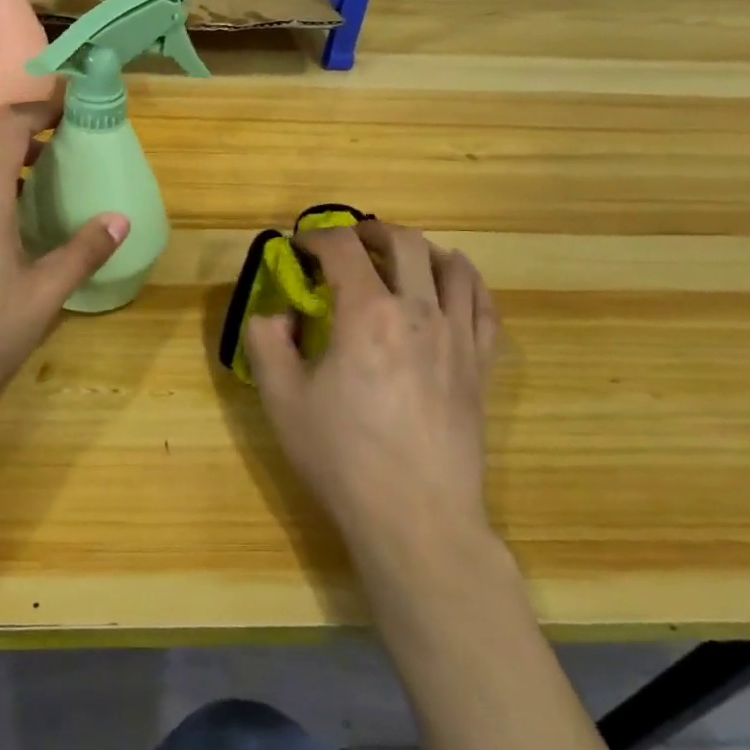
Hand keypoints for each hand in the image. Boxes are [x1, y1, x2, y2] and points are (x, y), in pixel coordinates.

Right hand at [244, 222, 498, 559]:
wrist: (416, 518)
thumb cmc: (343, 457)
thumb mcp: (281, 400)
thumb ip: (266, 343)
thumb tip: (274, 314)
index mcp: (366, 313)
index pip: (342, 247)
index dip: (316, 237)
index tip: (299, 247)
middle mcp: (418, 311)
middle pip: (403, 242)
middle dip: (369, 231)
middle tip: (348, 244)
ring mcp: (457, 336)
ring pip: (451, 265)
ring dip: (420, 250)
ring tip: (399, 259)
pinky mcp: (481, 365)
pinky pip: (483, 304)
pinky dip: (465, 282)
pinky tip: (451, 286)